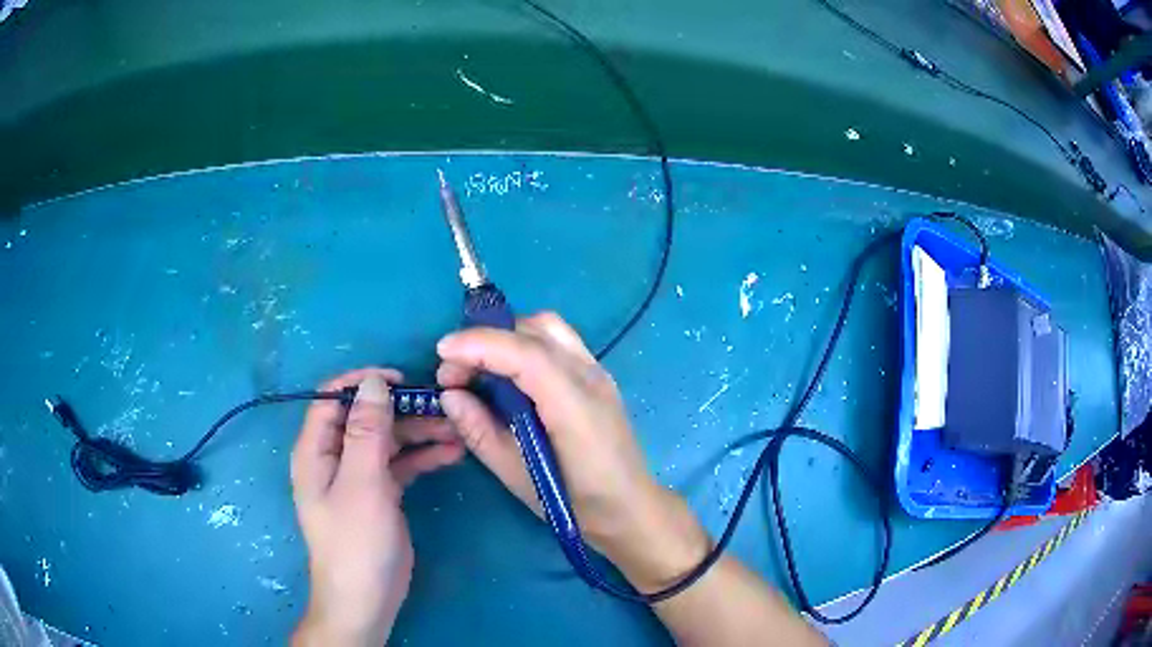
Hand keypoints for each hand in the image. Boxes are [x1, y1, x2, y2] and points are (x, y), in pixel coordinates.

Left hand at [291, 368, 464, 645]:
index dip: (364, 382)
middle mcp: (335, 457)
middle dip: (402, 408)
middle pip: (366, 417)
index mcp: (316, 449)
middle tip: (442, 405)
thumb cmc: (355, 541)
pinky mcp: (381, 493)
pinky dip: (423, 457)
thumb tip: (373, 382)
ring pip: (388, 440)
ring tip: (457, 428)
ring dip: (419, 432)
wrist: (367, 599)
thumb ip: (366, 432)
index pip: (333, 398)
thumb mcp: (361, 484)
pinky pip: (401, 465)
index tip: (401, 379)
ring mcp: (359, 476)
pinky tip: (452, 453)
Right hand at [436, 313, 709, 592]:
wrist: (629, 509)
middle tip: (455, 372)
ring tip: (478, 368)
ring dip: (507, 336)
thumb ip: (481, 432)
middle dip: (487, 339)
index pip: (526, 354)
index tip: (442, 352)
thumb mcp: (517, 476)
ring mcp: (598, 372)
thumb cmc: (574, 504)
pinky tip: (508, 373)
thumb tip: (450, 396)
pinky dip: (525, 343)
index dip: (480, 344)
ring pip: (549, 329)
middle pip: (536, 331)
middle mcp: (590, 378)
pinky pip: (558, 342)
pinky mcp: (596, 376)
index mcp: (574, 407)